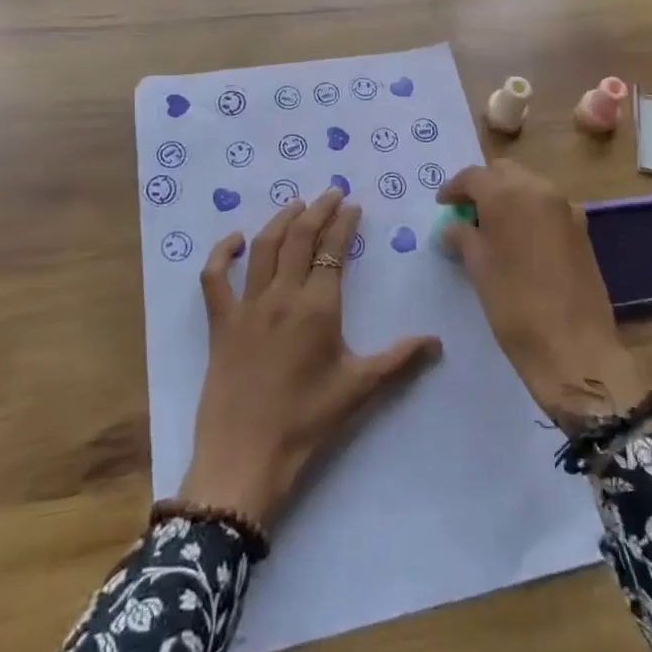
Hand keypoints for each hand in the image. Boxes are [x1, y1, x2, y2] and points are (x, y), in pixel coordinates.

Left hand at [181, 187, 441, 527]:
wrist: (245, 458)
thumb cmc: (306, 423)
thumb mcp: (358, 390)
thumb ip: (399, 360)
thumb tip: (437, 341)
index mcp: (318, 307)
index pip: (333, 250)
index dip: (344, 223)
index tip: (353, 206)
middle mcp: (282, 295)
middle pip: (299, 237)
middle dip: (317, 210)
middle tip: (331, 193)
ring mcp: (247, 306)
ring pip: (264, 247)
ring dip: (281, 220)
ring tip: (296, 204)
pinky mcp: (221, 322)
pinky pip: (215, 278)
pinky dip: (222, 253)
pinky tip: (236, 240)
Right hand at [438, 160, 644, 432]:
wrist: (574, 347)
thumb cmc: (514, 305)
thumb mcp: (478, 268)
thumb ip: (462, 237)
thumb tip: (453, 228)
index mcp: (508, 194)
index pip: (473, 176)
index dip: (453, 189)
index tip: (442, 205)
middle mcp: (539, 190)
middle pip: (504, 172)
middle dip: (484, 186)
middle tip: (466, 211)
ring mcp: (566, 208)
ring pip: (529, 186)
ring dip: (508, 197)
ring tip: (491, 227)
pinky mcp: (582, 229)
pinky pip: (548, 207)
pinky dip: (530, 212)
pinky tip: (519, 240)